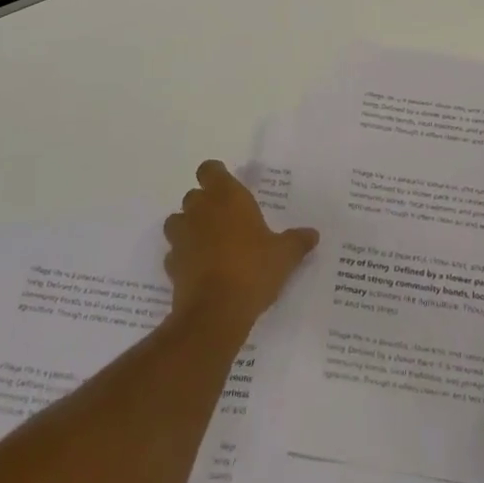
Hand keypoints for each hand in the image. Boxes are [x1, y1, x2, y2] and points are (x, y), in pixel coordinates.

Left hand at [164, 161, 319, 326]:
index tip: (228, 186)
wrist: (215, 312)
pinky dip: (185, 257)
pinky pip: (175, 253)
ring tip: (210, 242)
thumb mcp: (284, 256)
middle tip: (227, 219)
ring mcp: (181, 237)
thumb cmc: (253, 270)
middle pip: (194, 195)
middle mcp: (199, 210)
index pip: (210, 170)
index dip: (216, 175)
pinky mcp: (171, 265)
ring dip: (189, 227)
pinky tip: (201, 269)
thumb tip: (312, 234)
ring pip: (178, 221)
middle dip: (206, 204)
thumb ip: (297, 241)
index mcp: (226, 197)